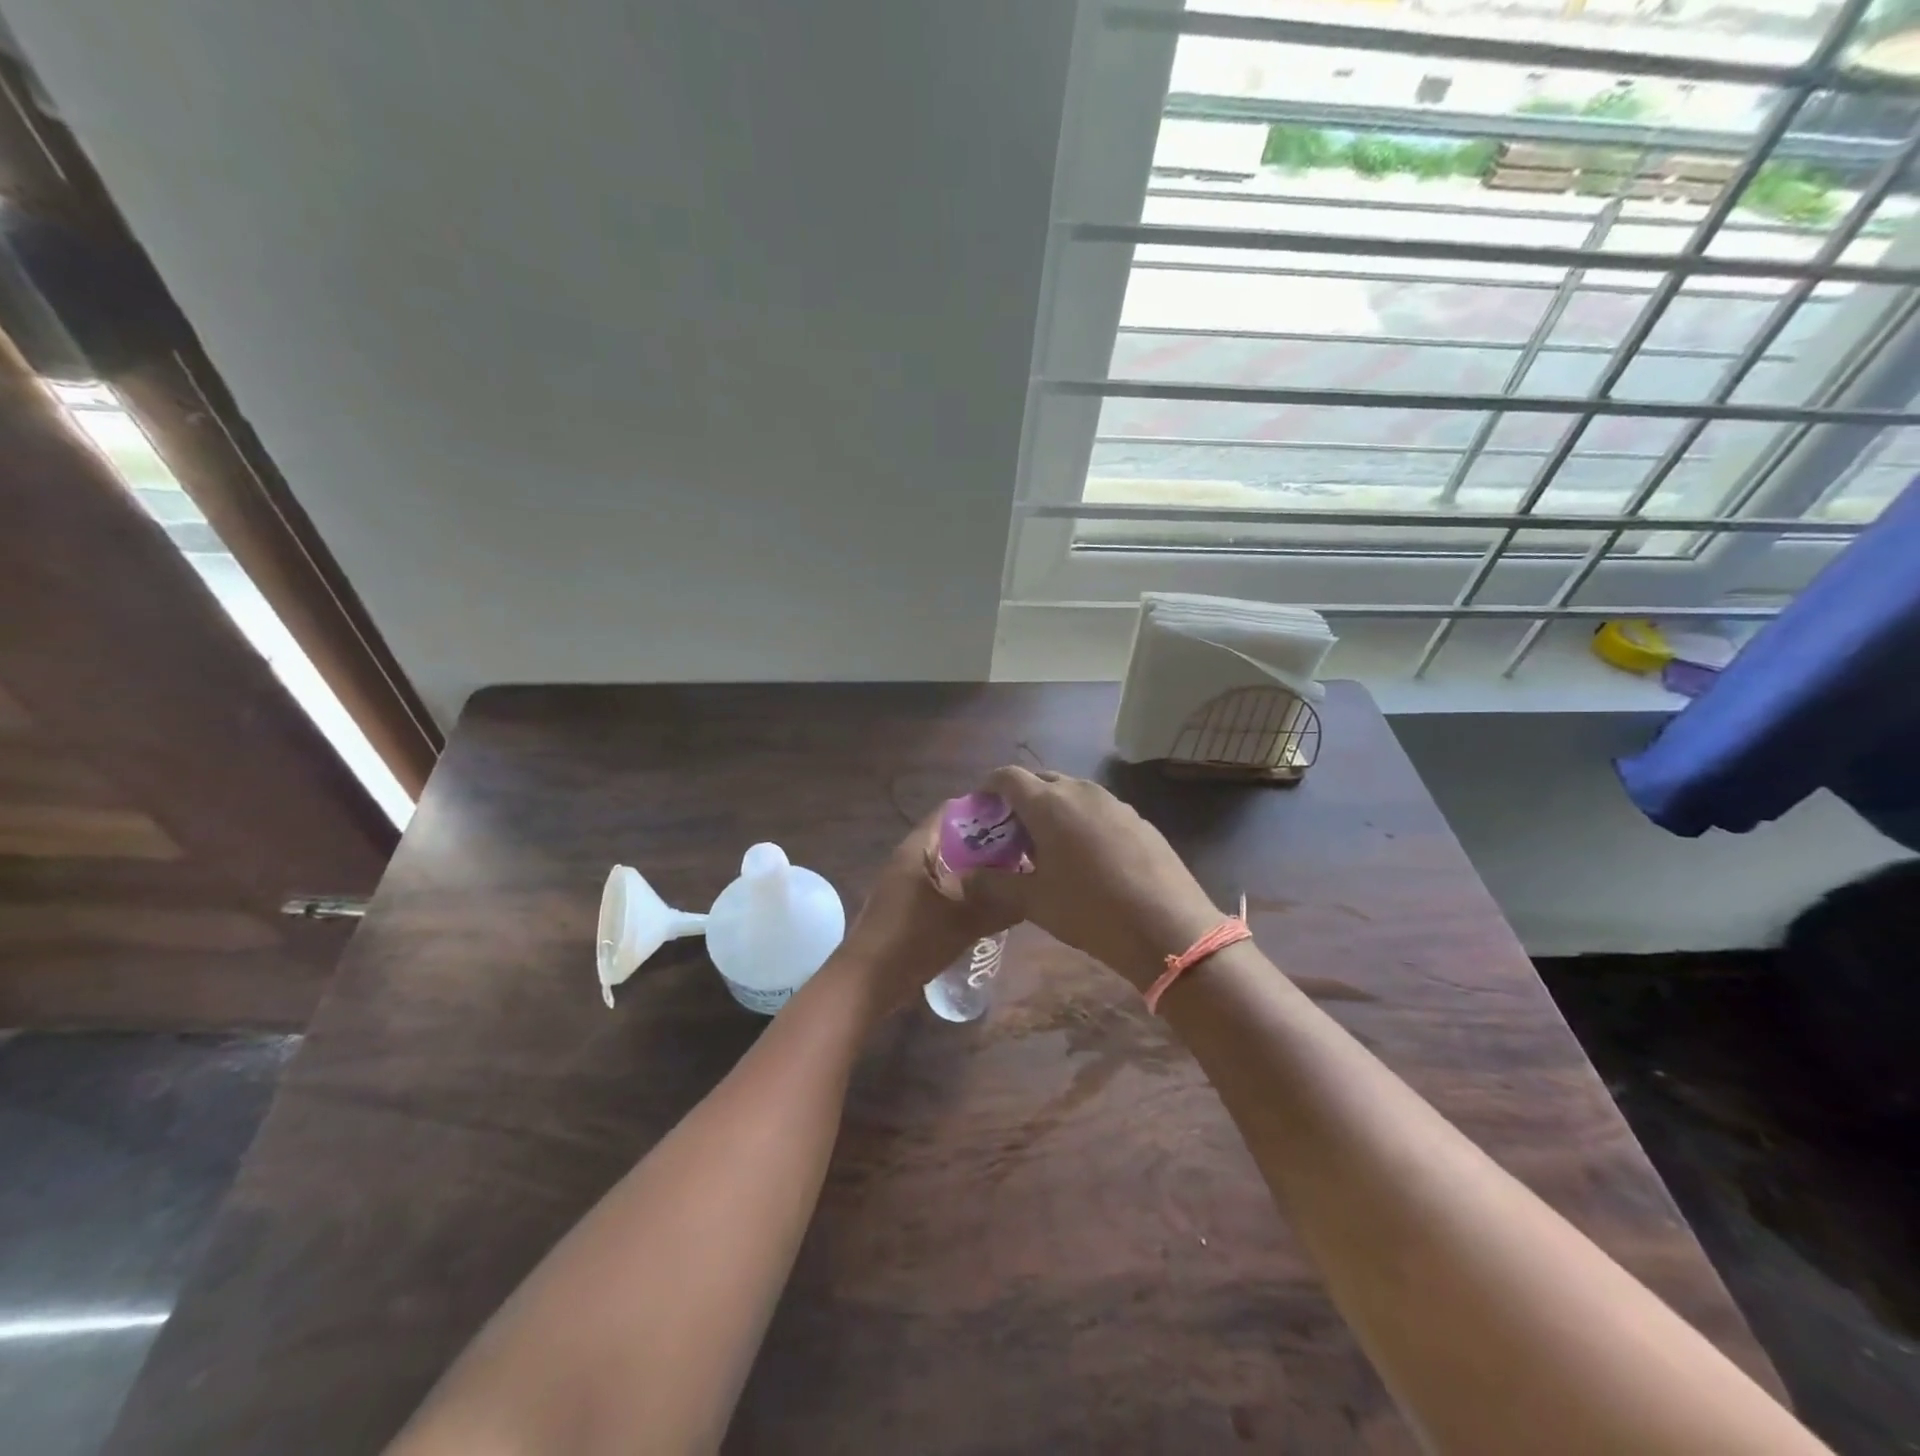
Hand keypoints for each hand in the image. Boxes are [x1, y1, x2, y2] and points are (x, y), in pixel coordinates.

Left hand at [835, 812, 1015, 1011]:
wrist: (864, 984)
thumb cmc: (911, 942)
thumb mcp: (963, 923)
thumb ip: (999, 907)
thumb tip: (1033, 895)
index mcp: (917, 850)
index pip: (952, 812)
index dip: (984, 811)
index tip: (1017, 819)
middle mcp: (908, 858)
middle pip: (951, 838)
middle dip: (985, 843)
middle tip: (1022, 850)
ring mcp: (904, 883)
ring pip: (946, 864)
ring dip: (974, 869)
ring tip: (1011, 875)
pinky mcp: (905, 906)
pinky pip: (939, 886)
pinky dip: (961, 888)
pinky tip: (986, 903)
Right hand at [960, 767, 1222, 991]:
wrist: (1168, 927)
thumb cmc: (1089, 911)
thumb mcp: (1033, 902)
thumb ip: (995, 883)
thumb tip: (968, 876)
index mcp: (1049, 804)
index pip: (1008, 777)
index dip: (988, 786)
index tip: (980, 807)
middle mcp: (1081, 792)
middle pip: (1041, 781)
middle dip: (1020, 800)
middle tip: (1009, 832)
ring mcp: (1114, 803)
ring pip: (1072, 794)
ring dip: (1052, 810)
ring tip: (1045, 846)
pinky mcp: (1138, 819)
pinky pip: (1098, 810)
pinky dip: (1080, 822)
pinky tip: (1085, 857)